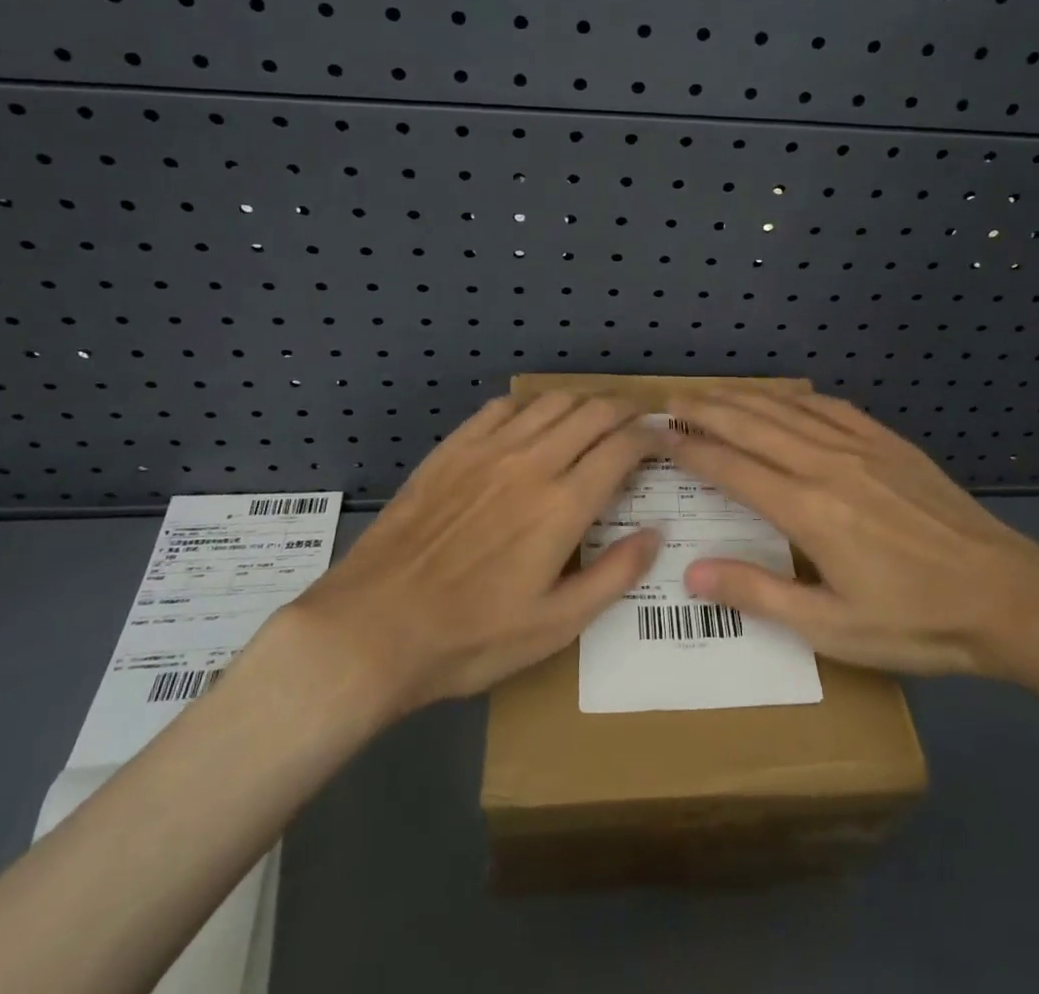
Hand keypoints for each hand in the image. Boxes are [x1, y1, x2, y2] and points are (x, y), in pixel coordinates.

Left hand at [283, 394, 659, 717]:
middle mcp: (531, 462)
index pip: (622, 447)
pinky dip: (530, 406)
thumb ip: (614, 575)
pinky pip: (502, 407)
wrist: (374, 628)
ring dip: (582, 402)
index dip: (651, 436)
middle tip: (638, 421)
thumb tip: (657, 533)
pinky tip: (532, 422)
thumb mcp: (555, 626)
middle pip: (592, 411)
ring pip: (550, 402)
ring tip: (593, 418)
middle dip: (624, 409)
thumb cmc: (471, 637)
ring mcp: (488, 450)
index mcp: (563, 505)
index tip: (664, 439)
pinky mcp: (452, 449)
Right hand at [669, 393, 1038, 683]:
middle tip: (670, 401)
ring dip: (744, 398)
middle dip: (705, 410)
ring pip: (787, 410)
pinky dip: (798, 400)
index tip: (658, 434)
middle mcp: (826, 464)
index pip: (731, 467)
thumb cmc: (916, 622)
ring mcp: (861, 448)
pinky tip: (787, 399)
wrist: (1009, 596)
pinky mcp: (890, 444)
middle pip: (751, 425)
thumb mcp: (832, 629)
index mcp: (807, 509)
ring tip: (711, 393)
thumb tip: (691, 572)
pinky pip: (832, 408)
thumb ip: (759, 595)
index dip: (689, 448)